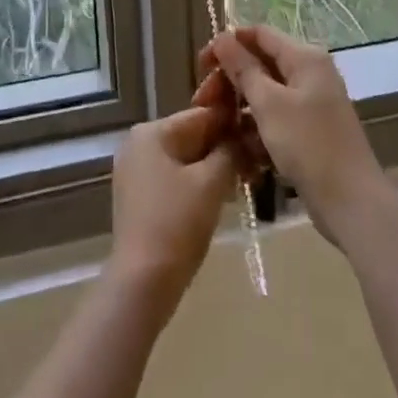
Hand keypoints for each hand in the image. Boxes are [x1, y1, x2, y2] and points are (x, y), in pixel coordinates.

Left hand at [107, 104, 236, 317]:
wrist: (143, 281)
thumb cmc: (177, 223)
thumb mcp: (212, 182)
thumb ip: (231, 151)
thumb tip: (245, 135)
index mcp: (152, 132)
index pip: (202, 115)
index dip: (234, 124)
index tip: (261, 136)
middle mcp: (139, 144)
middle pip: (193, 136)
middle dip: (225, 149)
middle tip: (257, 164)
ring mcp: (136, 171)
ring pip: (186, 159)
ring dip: (215, 168)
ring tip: (245, 181)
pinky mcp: (139, 197)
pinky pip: (175, 178)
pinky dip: (198, 184)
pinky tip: (221, 198)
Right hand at [199, 25, 394, 244]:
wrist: (351, 202)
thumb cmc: (308, 145)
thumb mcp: (269, 104)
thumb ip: (244, 69)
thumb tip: (222, 38)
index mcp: (304, 57)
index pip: (259, 34)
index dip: (228, 44)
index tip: (201, 66)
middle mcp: (310, 73)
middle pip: (260, 63)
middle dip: (230, 80)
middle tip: (203, 103)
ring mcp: (311, 102)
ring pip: (265, 94)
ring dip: (239, 107)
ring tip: (217, 129)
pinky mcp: (309, 130)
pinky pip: (275, 118)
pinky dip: (256, 128)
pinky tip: (239, 149)